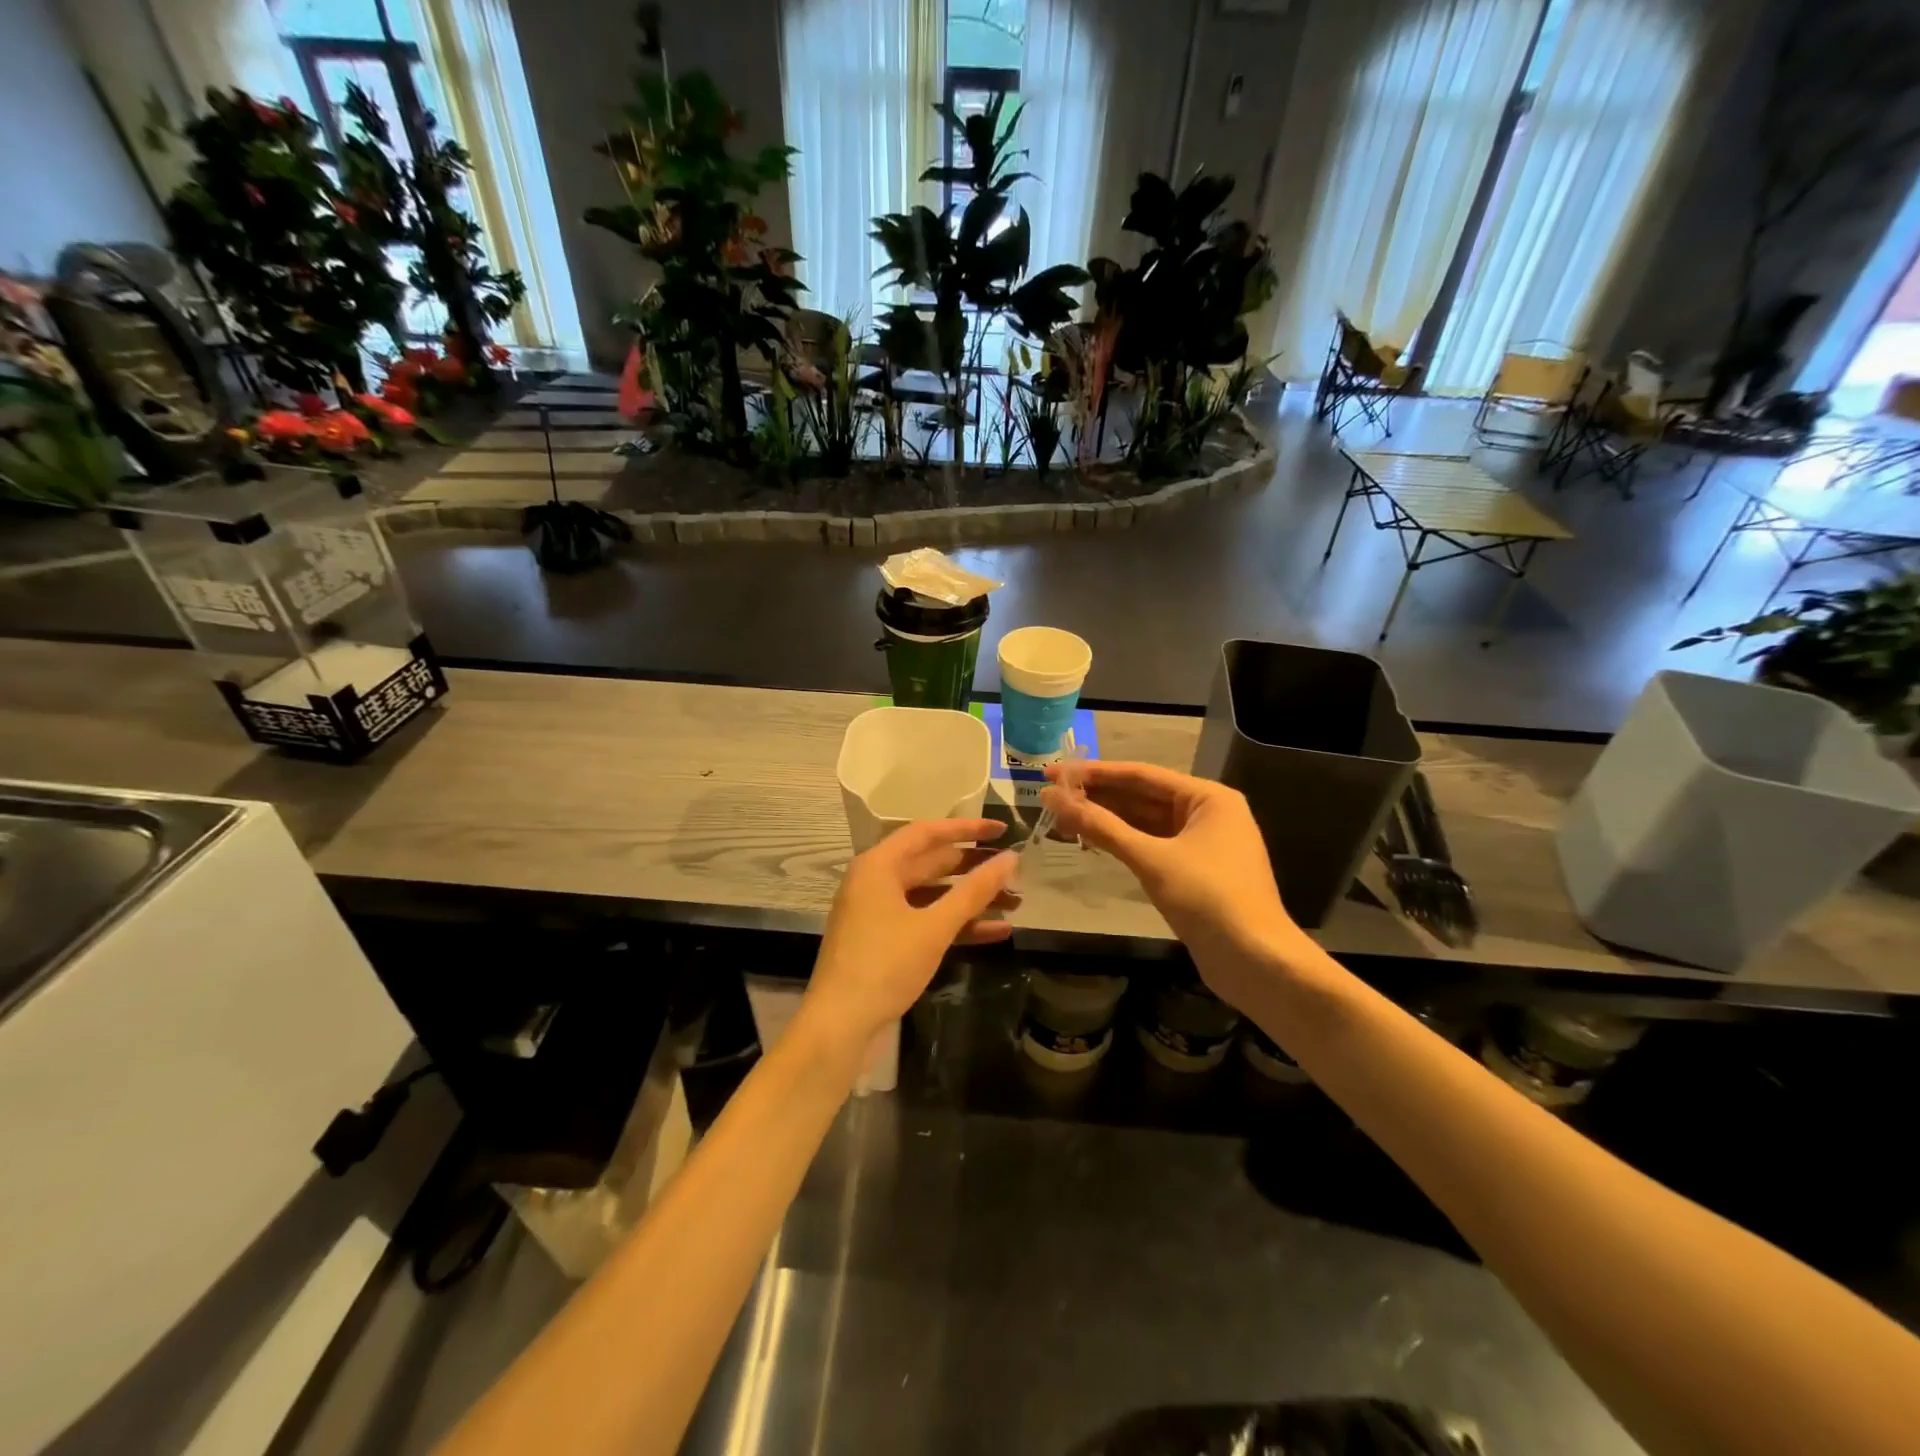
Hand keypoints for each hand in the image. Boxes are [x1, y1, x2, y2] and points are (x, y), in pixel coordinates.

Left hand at [801, 820, 1018, 1051]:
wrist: (840, 1025)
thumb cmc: (885, 965)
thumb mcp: (934, 926)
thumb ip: (974, 891)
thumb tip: (1011, 859)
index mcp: (878, 866)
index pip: (927, 833)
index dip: (967, 829)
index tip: (1001, 830)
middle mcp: (875, 882)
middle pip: (931, 864)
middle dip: (974, 869)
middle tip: (1014, 870)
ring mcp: (879, 913)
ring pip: (932, 896)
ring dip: (970, 900)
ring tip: (1014, 902)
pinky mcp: (885, 941)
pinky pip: (925, 922)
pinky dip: (956, 925)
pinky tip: (996, 932)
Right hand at [1041, 762, 1307, 1006]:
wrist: (1256, 962)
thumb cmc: (1208, 898)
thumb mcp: (1151, 859)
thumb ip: (1101, 827)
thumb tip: (1053, 798)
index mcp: (1208, 798)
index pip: (1141, 775)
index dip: (1094, 773)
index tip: (1055, 772)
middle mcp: (1208, 813)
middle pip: (1143, 797)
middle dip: (1098, 797)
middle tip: (1051, 795)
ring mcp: (1202, 844)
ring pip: (1145, 823)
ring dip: (1107, 820)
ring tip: (1062, 817)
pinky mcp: (1194, 872)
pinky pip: (1152, 846)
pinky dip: (1123, 843)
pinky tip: (1092, 842)